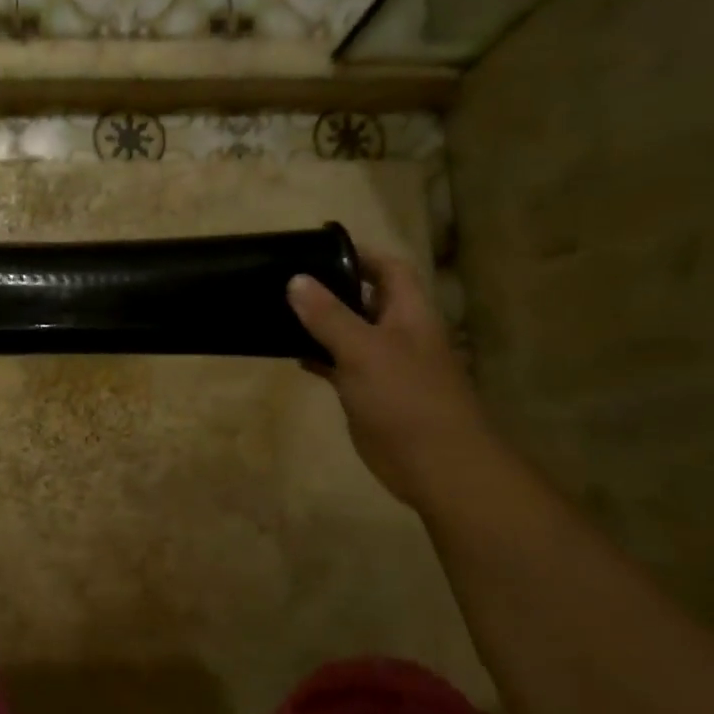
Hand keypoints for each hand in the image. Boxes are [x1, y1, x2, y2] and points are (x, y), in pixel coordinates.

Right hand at [288, 250, 490, 507]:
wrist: (434, 463)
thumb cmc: (405, 397)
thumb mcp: (363, 349)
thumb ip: (329, 315)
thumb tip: (296, 280)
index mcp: (408, 313)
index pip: (388, 269)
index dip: (360, 255)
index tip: (318, 250)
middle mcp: (398, 333)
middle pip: (365, 299)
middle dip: (331, 288)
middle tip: (286, 279)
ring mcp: (383, 365)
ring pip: (348, 333)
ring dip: (320, 324)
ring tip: (279, 311)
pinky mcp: (368, 393)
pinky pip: (339, 365)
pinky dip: (318, 357)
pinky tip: (291, 354)